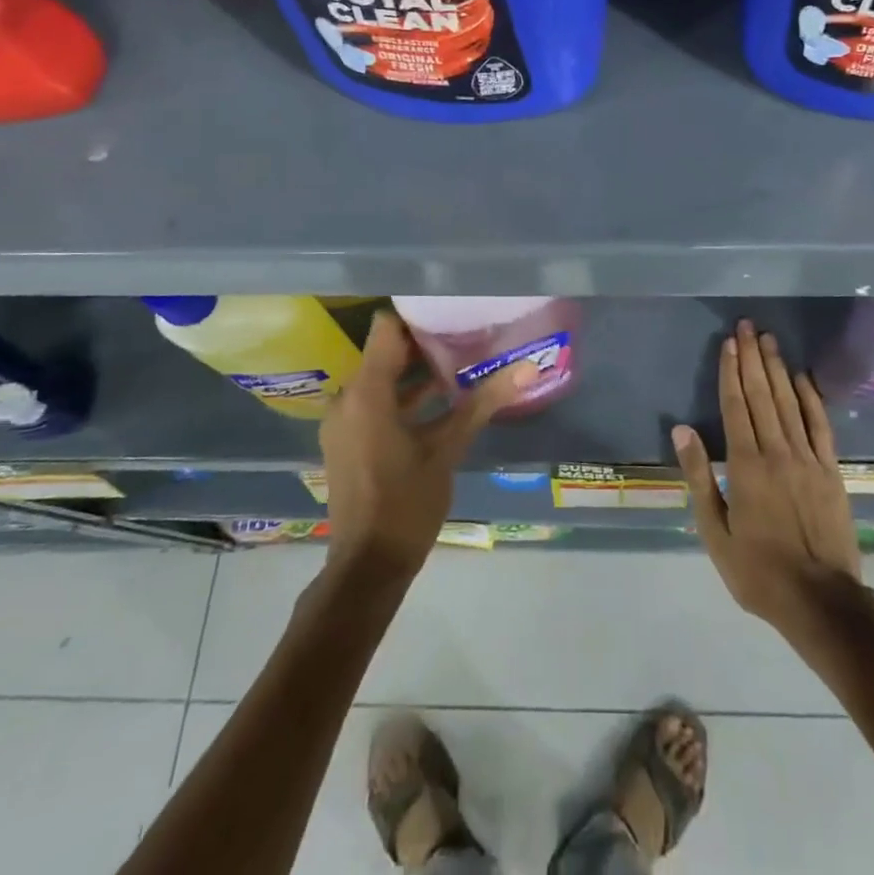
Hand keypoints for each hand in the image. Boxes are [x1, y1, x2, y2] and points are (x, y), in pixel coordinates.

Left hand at [319, 310, 533, 580]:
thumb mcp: (448, 450)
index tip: (451, 309)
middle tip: (467, 333)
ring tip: (462, 362)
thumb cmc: (407, 503)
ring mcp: (344, 421)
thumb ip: (484, 402)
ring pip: (382, 379)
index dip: (417, 315)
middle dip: (425, 344)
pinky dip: (404, 398)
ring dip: (417, 373)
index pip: (386, 328)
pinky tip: (443, 400)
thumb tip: (528, 368)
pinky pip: (375, 402)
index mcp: (366, 393)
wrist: (368, 566)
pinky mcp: (347, 440)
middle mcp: (348, 399)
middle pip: (386, 352)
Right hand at [672, 320, 861, 636]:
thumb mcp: (714, 532)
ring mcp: (808, 459)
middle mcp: (777, 452)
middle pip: (762, 395)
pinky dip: (812, 398)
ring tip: (769, 340)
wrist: (821, 602)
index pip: (735, 406)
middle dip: (752, 358)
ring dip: (778, 368)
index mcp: (745, 466)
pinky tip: (803, 377)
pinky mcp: (831, 471)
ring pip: (790, 403)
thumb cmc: (758, 571)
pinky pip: (820, 426)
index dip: (731, 372)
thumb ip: (698, 477)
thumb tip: (682, 430)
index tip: (729, 342)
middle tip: (748, 326)